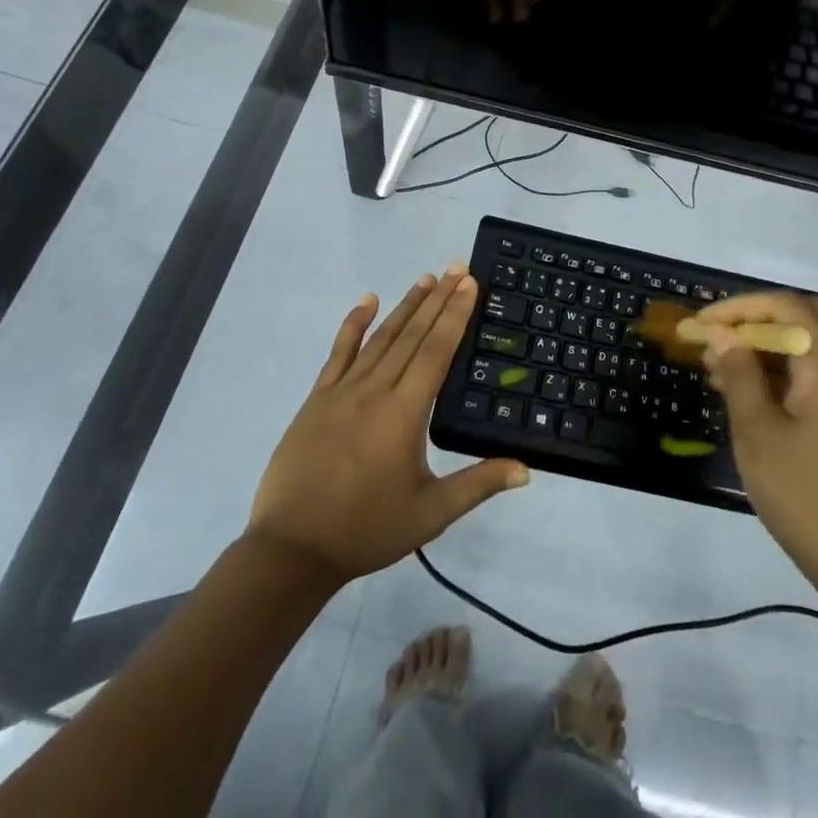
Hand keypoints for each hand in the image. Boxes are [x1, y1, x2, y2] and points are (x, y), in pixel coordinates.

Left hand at [247, 267, 527, 587]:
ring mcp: (342, 390)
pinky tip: (367, 300)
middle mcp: (376, 389)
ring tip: (427, 278)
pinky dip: (354, 323)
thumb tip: (526, 470)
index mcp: (405, 412)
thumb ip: (479, 485)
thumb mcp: (430, 513)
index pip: (437, 350)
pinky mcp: (317, 398)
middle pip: (413, 334)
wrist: (291, 550)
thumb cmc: (366, 530)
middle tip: (457, 267)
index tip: (470, 284)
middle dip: (438, 298)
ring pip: (381, 337)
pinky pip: (339, 352)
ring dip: (406, 305)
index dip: (456, 314)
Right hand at [694, 291, 817, 599]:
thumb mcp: (758, 433)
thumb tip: (722, 336)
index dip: (740, 307)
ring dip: (767, 342)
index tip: (702, 324)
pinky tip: (746, 391)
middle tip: (719, 334)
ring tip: (719, 365)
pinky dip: (781, 367)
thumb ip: (739, 375)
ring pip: (809, 343)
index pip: (786, 306)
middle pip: (805, 314)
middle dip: (757, 316)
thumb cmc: (805, 496)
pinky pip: (814, 372)